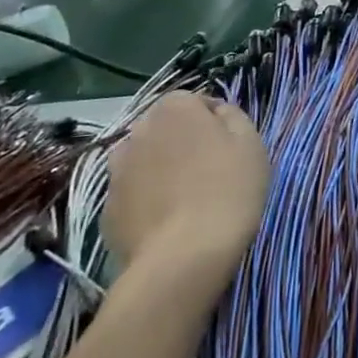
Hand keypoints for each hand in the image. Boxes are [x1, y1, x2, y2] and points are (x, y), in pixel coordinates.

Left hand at [102, 92, 269, 279]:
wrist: (183, 256)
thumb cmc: (228, 190)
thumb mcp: (251, 143)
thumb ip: (232, 116)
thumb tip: (216, 112)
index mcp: (175, 109)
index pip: (194, 101)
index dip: (212, 121)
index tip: (228, 145)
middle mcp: (139, 130)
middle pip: (164, 128)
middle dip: (181, 142)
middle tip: (207, 170)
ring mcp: (116, 170)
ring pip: (144, 160)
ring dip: (160, 169)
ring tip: (184, 198)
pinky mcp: (107, 207)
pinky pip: (133, 193)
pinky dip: (146, 200)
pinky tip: (166, 222)